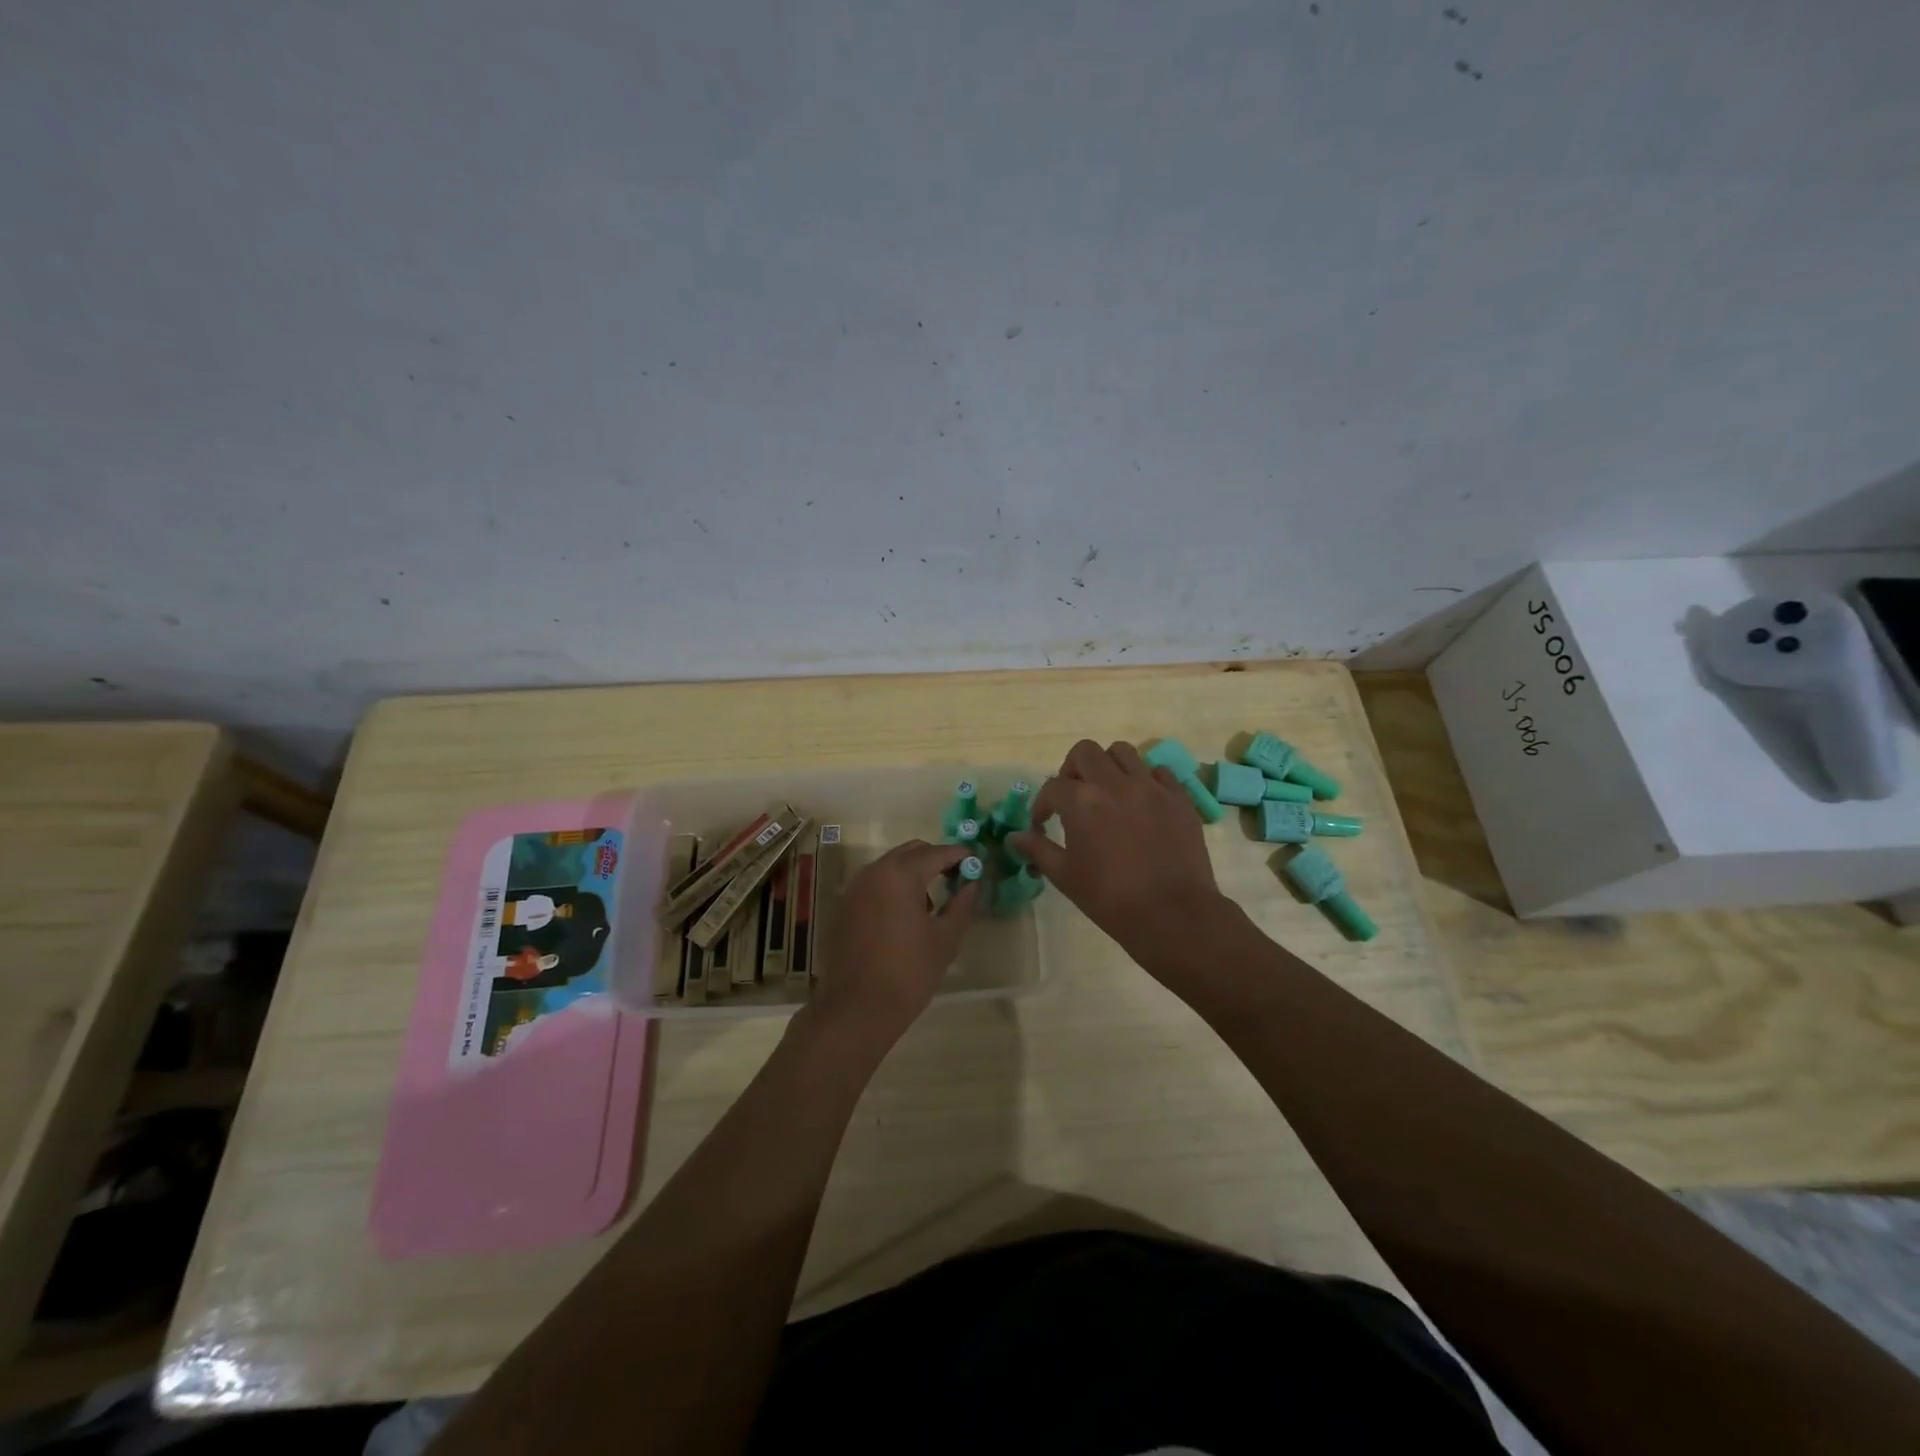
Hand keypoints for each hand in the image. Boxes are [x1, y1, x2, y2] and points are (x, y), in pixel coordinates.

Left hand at [805, 839, 979, 1051]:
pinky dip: (893, 887)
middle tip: (957, 879)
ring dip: (913, 873)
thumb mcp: (945, 939)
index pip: (938, 852)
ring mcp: (855, 887)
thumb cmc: (908, 973)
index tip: (977, 862)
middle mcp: (874, 871)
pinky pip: (875, 883)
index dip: (960, 855)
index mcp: (901, 875)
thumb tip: (972, 883)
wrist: (856, 1009)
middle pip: (912, 852)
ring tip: (932, 904)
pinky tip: (904, 916)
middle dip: (936, 859)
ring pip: (891, 865)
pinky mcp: (844, 905)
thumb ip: (962, 904)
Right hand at [1008, 740, 1228, 965]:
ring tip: (1107, 791)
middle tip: (1073, 795)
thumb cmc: (1111, 899)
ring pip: (1123, 752)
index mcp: (1082, 801)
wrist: (1172, 915)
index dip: (1042, 804)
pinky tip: (1141, 802)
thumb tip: (1014, 837)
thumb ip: (1038, 849)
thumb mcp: (1065, 876)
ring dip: (1108, 766)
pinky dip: (1145, 779)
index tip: (1042, 824)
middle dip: (1072, 769)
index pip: (1052, 787)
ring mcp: (1151, 787)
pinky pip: (1159, 772)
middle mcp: (1115, 784)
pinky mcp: (1178, 798)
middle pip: (1086, 752)